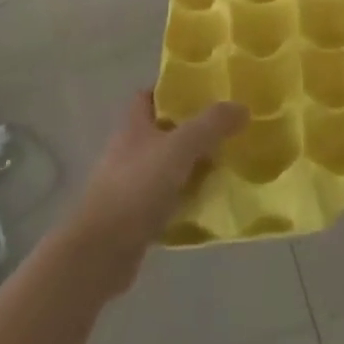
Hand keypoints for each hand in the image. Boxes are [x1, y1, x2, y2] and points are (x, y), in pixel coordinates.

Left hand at [59, 91, 245, 293]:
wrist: (101, 252)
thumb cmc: (137, 187)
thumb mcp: (180, 147)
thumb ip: (212, 125)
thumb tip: (242, 107)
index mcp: (133, 127)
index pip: (149, 96)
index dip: (172, 91)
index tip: (204, 93)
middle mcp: (128, 151)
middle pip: (163, 131)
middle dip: (192, 130)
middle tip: (225, 130)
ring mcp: (130, 185)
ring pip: (167, 166)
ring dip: (192, 166)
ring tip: (226, 164)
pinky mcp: (135, 217)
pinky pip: (167, 199)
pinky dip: (186, 198)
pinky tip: (210, 202)